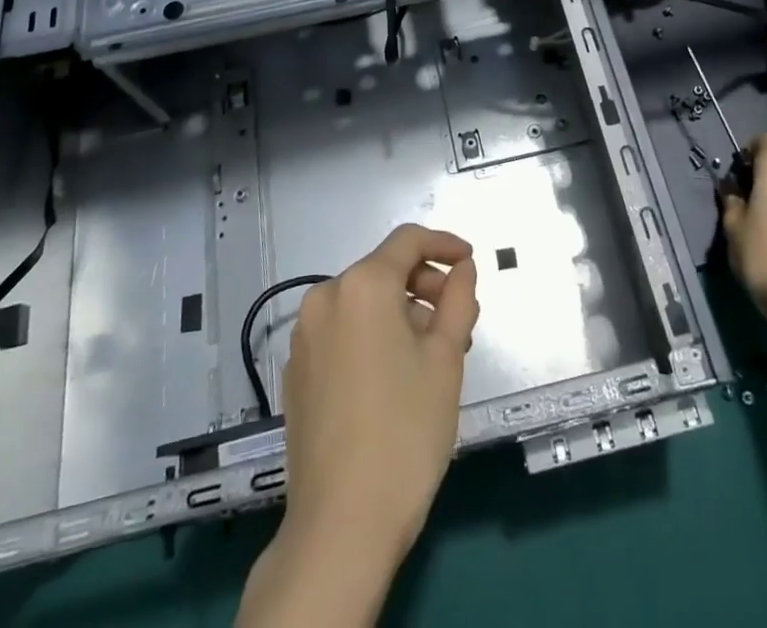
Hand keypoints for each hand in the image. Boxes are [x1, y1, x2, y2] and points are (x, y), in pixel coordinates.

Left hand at [238, 225, 478, 627]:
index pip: (408, 241)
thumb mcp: (446, 359)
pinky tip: (395, 376)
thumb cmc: (405, 431)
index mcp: (362, 285)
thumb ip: (458, 299)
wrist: (340, 525)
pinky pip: (342, 331)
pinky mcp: (296, 371)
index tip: (470, 262)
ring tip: (433, 354)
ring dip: (401, 313)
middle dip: (425, 286)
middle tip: (459, 321)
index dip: (444, 244)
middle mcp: (325, 297)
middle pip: (384, 270)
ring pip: (363, 303)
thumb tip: (462, 268)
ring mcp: (304, 335)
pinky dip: (372, 335)